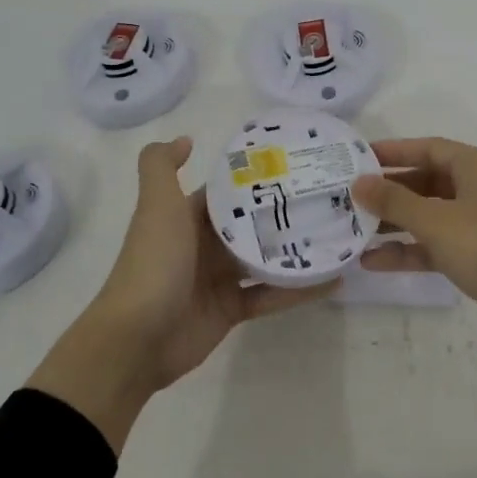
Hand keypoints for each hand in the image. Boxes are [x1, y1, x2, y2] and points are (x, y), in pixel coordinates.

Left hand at [29, 137, 334, 451]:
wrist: (136, 338)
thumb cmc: (153, 263)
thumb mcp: (156, 206)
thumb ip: (160, 166)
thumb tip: (186, 138)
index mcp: (189, 216)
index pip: (229, 191)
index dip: (258, 177)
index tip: (299, 163)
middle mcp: (206, 243)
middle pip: (253, 223)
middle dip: (286, 212)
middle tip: (331, 197)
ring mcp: (220, 278)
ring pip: (266, 258)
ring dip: (297, 249)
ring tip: (340, 233)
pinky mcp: (233, 309)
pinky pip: (271, 295)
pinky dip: (299, 289)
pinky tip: (333, 280)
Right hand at [353, 137, 476, 439]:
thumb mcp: (437, 220)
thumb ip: (395, 201)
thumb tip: (359, 182)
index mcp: (476, 167)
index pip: (428, 148)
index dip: (392, 151)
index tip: (355, 158)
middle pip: (426, 181)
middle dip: (388, 190)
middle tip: (347, 196)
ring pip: (428, 216)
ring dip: (394, 223)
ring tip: (351, 230)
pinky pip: (436, 246)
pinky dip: (409, 251)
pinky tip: (373, 262)